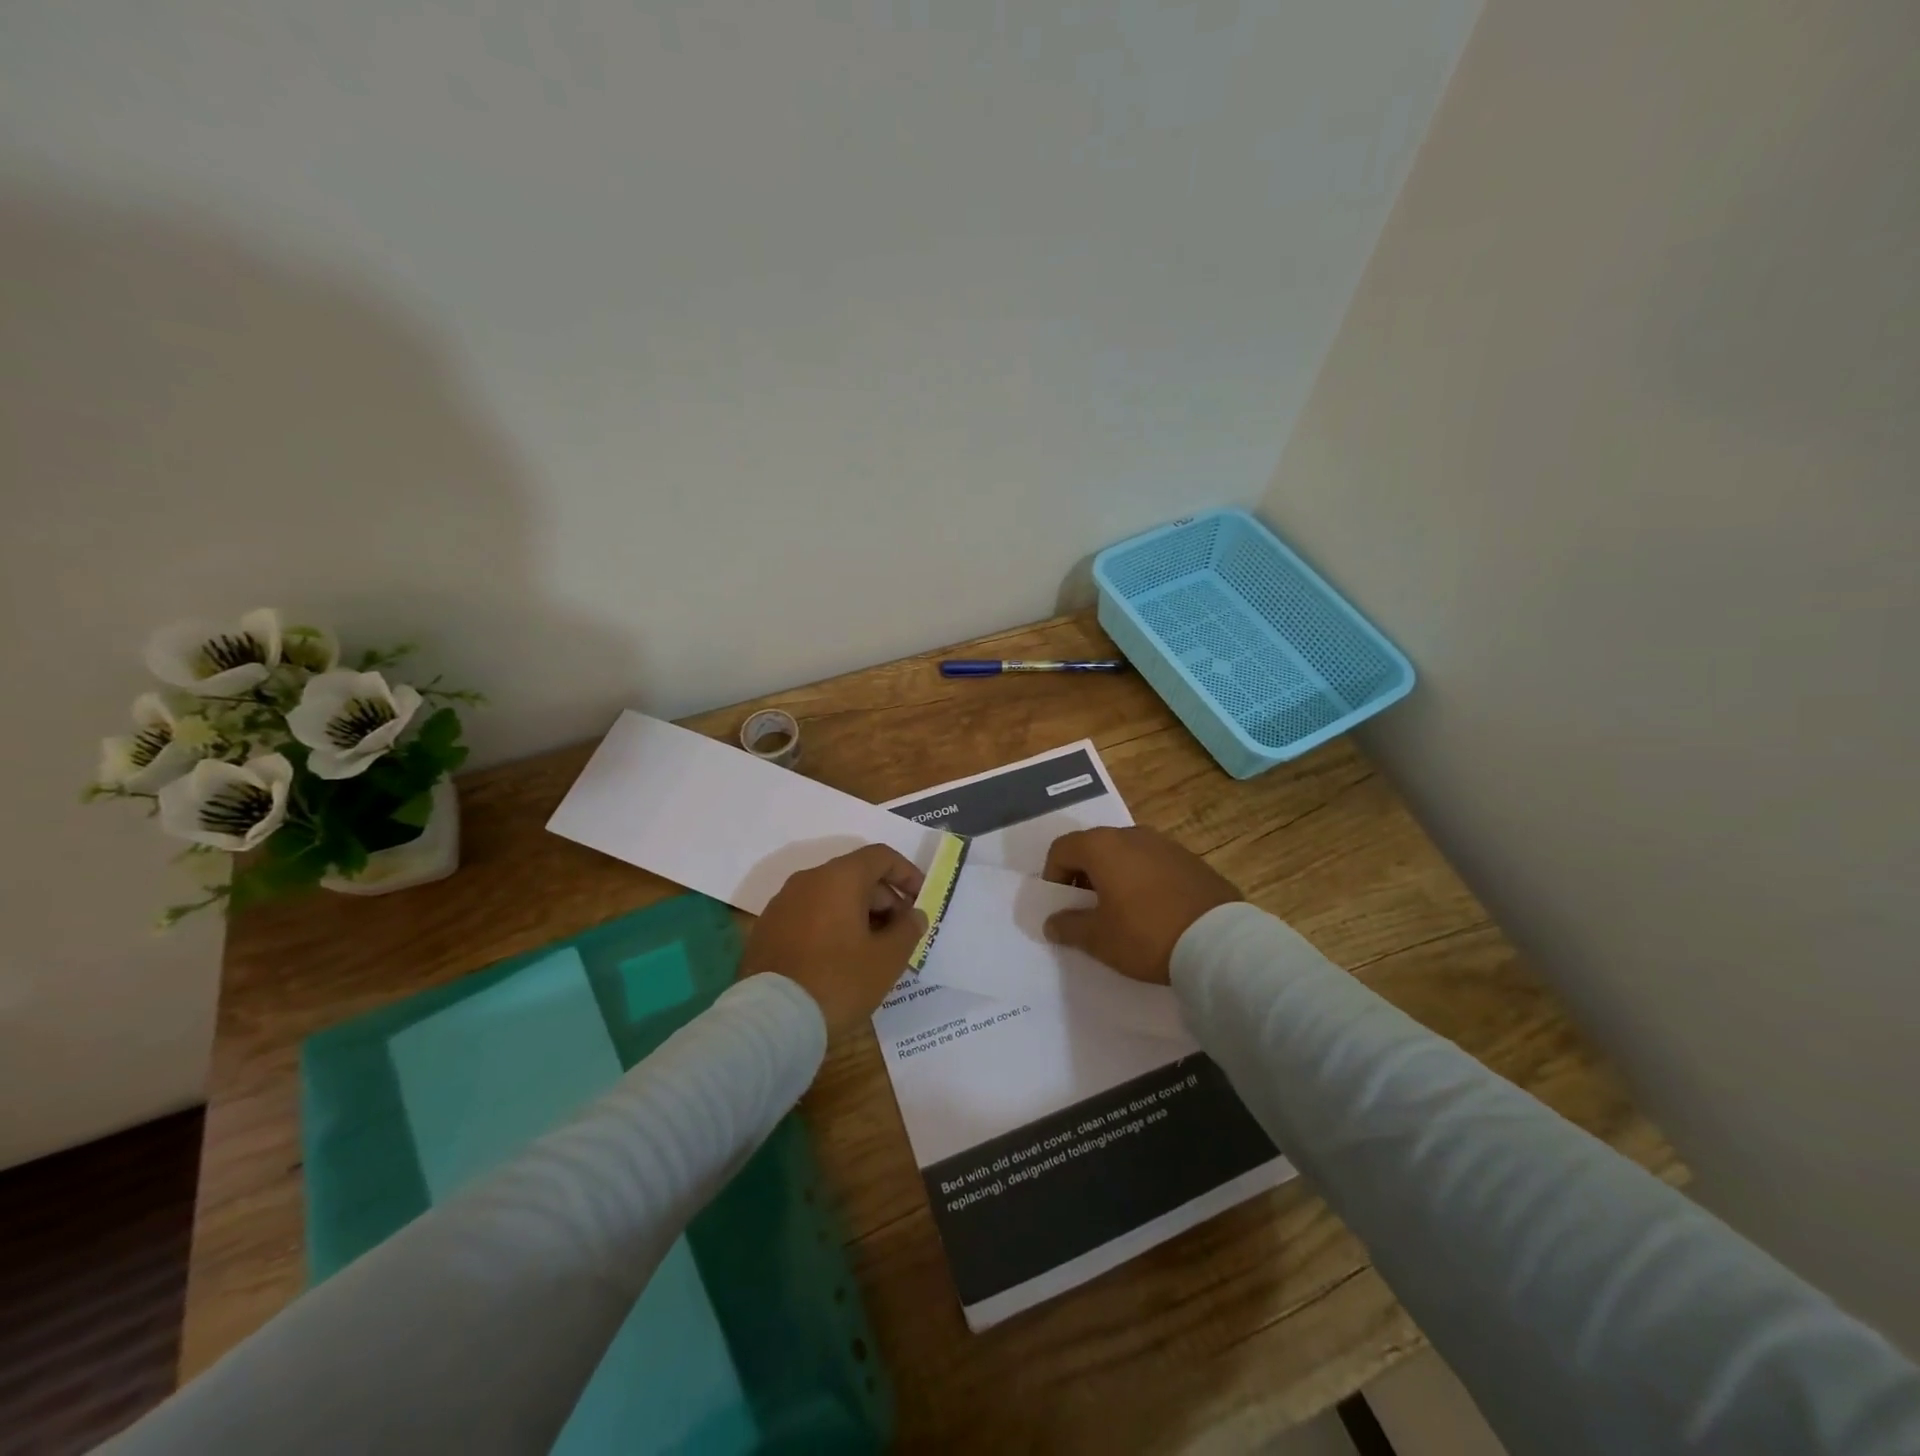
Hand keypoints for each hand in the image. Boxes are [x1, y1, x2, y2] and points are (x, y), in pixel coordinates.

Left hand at [740, 844, 927, 1034]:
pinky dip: (830, 926)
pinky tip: (838, 959)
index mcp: (839, 878)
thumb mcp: (887, 959)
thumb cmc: (838, 981)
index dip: (907, 874)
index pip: (881, 856)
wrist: (771, 1020)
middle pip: (855, 876)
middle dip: (883, 900)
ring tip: (871, 950)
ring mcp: (782, 904)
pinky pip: (808, 915)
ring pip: (830, 896)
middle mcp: (807, 880)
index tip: (921, 900)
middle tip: (900, 934)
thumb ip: (908, 930)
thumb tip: (913, 915)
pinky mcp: (767, 929)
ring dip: (857, 914)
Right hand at [1042, 826, 1242, 983]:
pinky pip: (1153, 864)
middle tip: (1088, 910)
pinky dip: (1143, 880)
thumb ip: (1069, 926)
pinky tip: (1153, 911)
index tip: (1062, 906)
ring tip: (1121, 912)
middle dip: (1083, 876)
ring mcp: (1165, 844)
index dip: (1053, 877)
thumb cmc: (1145, 934)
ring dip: (1115, 877)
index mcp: (1102, 846)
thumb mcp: (1099, 939)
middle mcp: (1131, 835)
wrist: (1219, 942)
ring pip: (1126, 854)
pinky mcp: (1190, 859)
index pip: (1062, 849)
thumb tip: (1053, 922)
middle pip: (1094, 847)